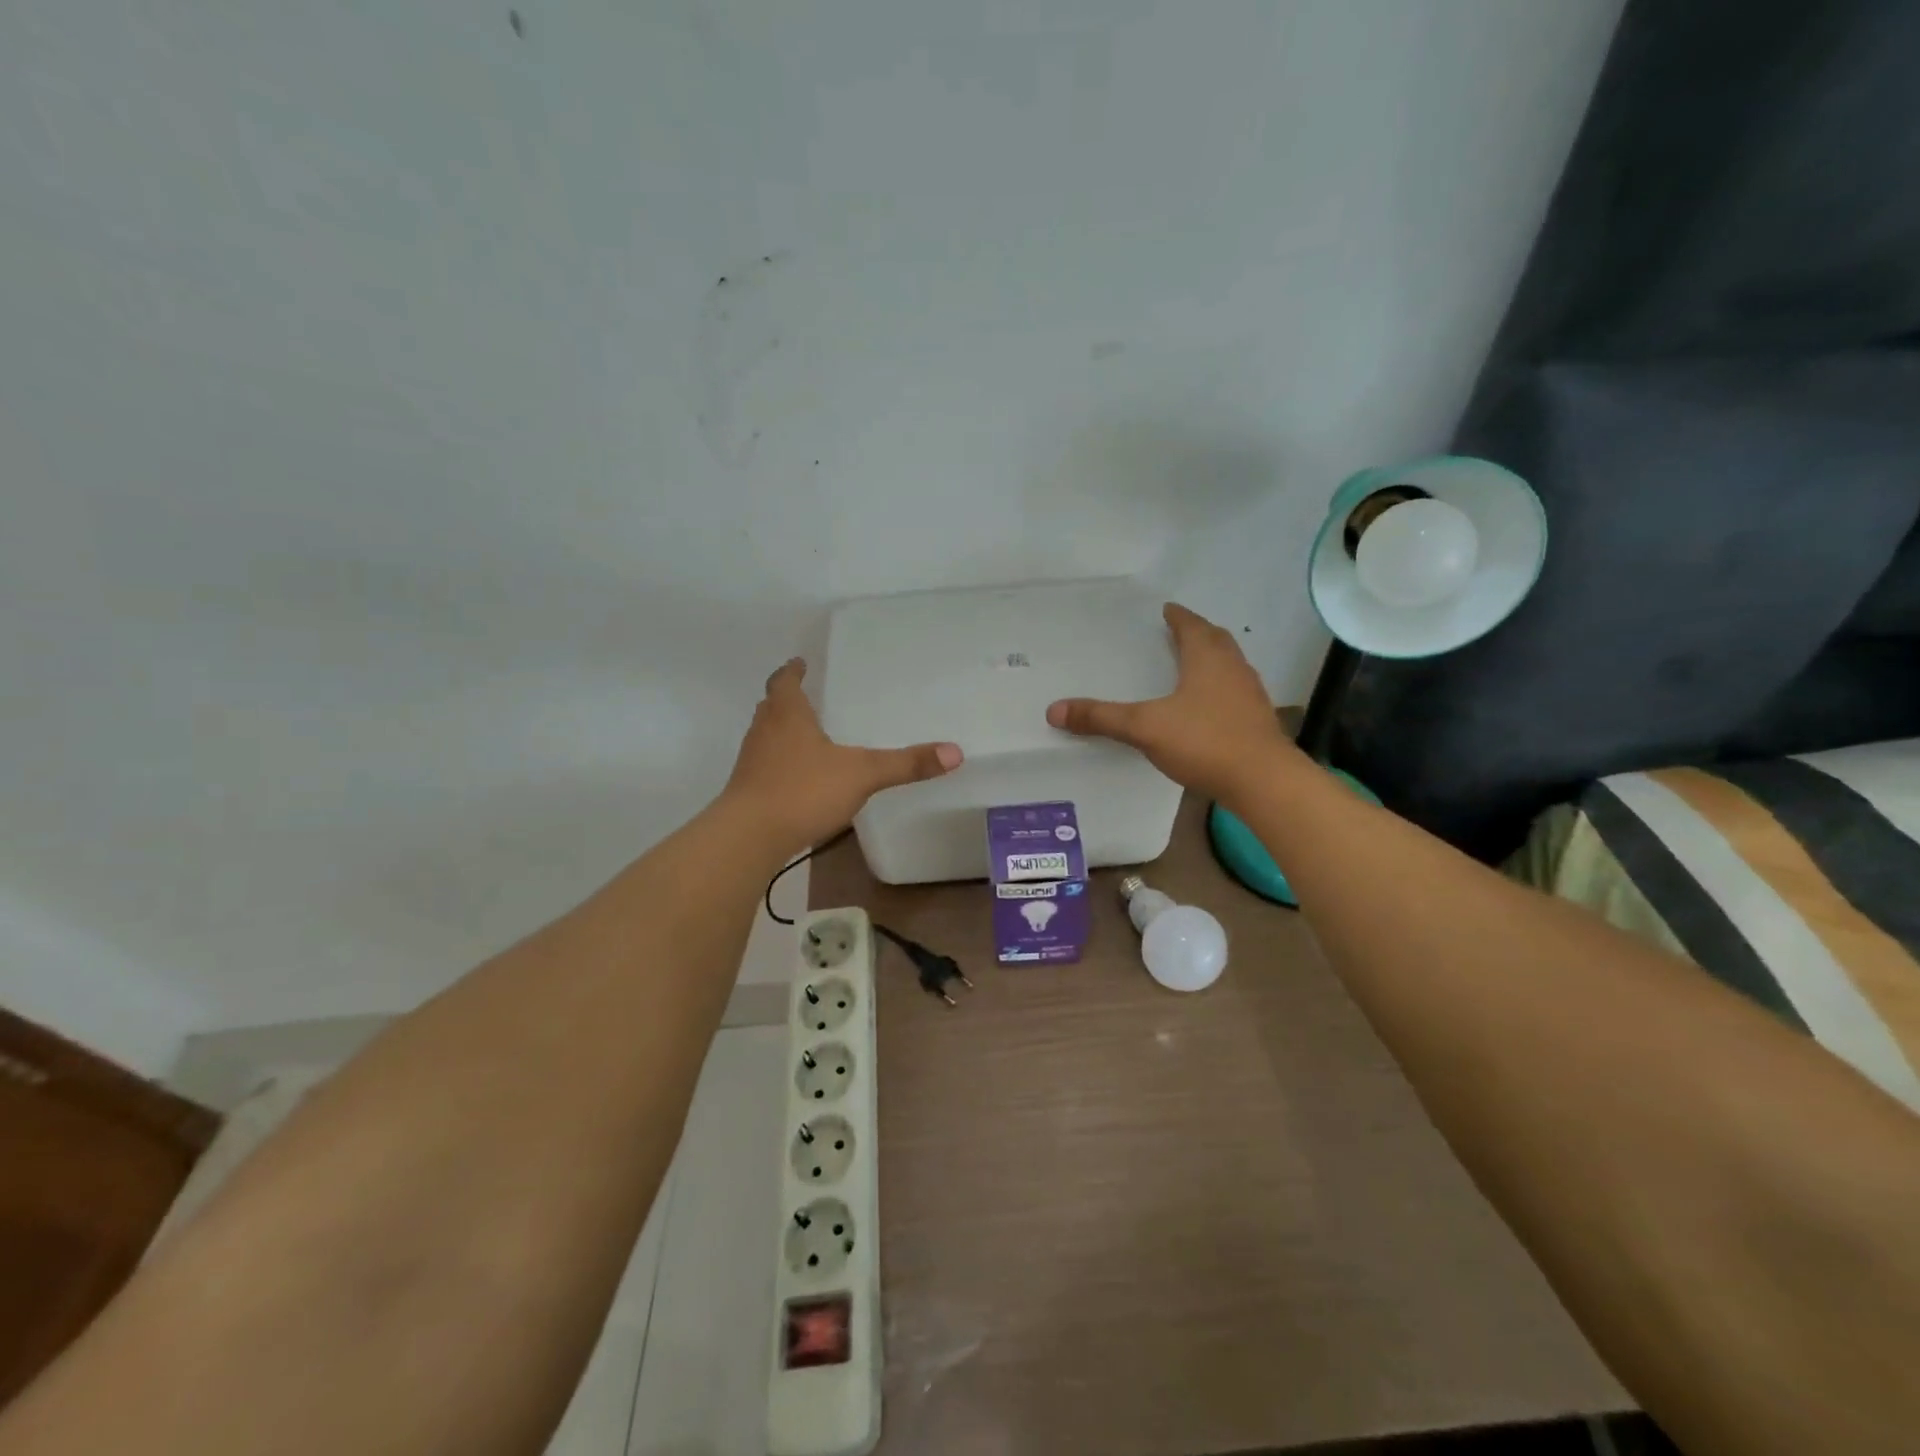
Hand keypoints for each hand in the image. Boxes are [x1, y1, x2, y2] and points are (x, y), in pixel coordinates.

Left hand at [723, 658, 962, 852]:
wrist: (749, 836)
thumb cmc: (803, 790)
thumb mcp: (862, 773)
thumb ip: (906, 764)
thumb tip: (956, 752)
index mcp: (787, 714)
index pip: (784, 680)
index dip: (793, 670)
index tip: (800, 662)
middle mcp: (764, 731)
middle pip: (771, 706)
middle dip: (787, 699)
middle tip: (809, 696)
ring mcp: (751, 761)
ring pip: (766, 735)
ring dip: (782, 731)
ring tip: (807, 735)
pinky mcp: (748, 790)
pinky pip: (765, 765)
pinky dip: (781, 762)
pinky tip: (801, 777)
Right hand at [1046, 603, 1294, 803]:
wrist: (1263, 781)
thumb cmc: (1204, 741)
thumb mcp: (1145, 728)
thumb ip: (1101, 718)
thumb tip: (1054, 710)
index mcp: (1208, 659)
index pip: (1192, 626)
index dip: (1178, 617)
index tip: (1167, 610)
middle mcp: (1233, 669)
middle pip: (1217, 640)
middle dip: (1198, 633)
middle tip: (1179, 632)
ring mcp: (1250, 695)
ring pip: (1230, 665)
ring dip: (1212, 659)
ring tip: (1191, 665)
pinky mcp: (1257, 720)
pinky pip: (1235, 691)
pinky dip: (1219, 688)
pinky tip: (1206, 707)